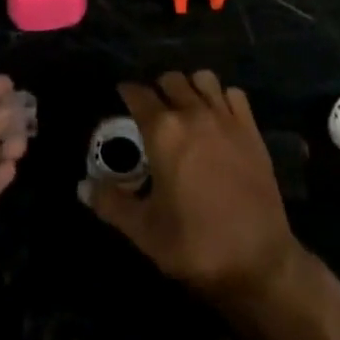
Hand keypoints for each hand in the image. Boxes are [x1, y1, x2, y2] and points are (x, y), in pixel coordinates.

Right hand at [80, 71, 302, 305]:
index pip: (138, 94)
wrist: (257, 260)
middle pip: (171, 80)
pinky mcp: (251, 128)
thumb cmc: (194, 245)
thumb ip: (111, 203)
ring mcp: (226, 117)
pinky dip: (221, 97)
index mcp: (163, 132)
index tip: (121, 96)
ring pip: (203, 78)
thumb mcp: (144, 231)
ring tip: (184, 108)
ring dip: (190, 87)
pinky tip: (216, 117)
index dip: (127, 92)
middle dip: (158, 89)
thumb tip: (82, 186)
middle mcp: (193, 113)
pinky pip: (233, 94)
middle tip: (152, 111)